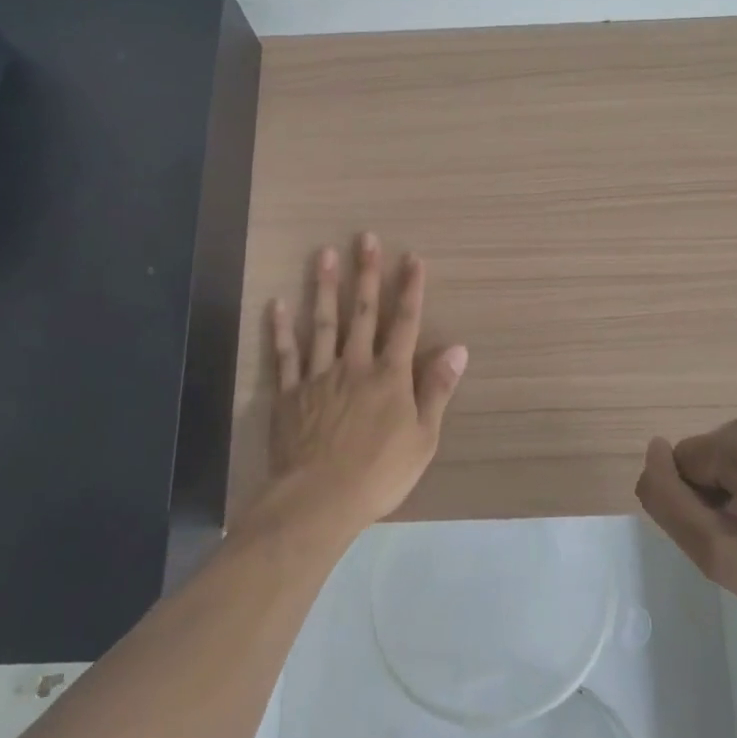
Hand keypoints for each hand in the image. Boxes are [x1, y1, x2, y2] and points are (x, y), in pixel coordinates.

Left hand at [261, 234, 468, 537]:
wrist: (319, 499)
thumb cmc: (379, 473)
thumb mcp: (423, 437)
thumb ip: (438, 390)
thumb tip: (458, 349)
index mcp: (390, 376)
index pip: (404, 323)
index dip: (410, 290)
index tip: (412, 258)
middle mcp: (354, 365)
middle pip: (361, 312)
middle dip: (367, 273)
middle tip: (365, 238)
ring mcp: (318, 376)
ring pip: (322, 323)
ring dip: (325, 287)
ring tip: (325, 254)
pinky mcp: (289, 393)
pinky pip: (284, 356)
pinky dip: (281, 330)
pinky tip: (278, 304)